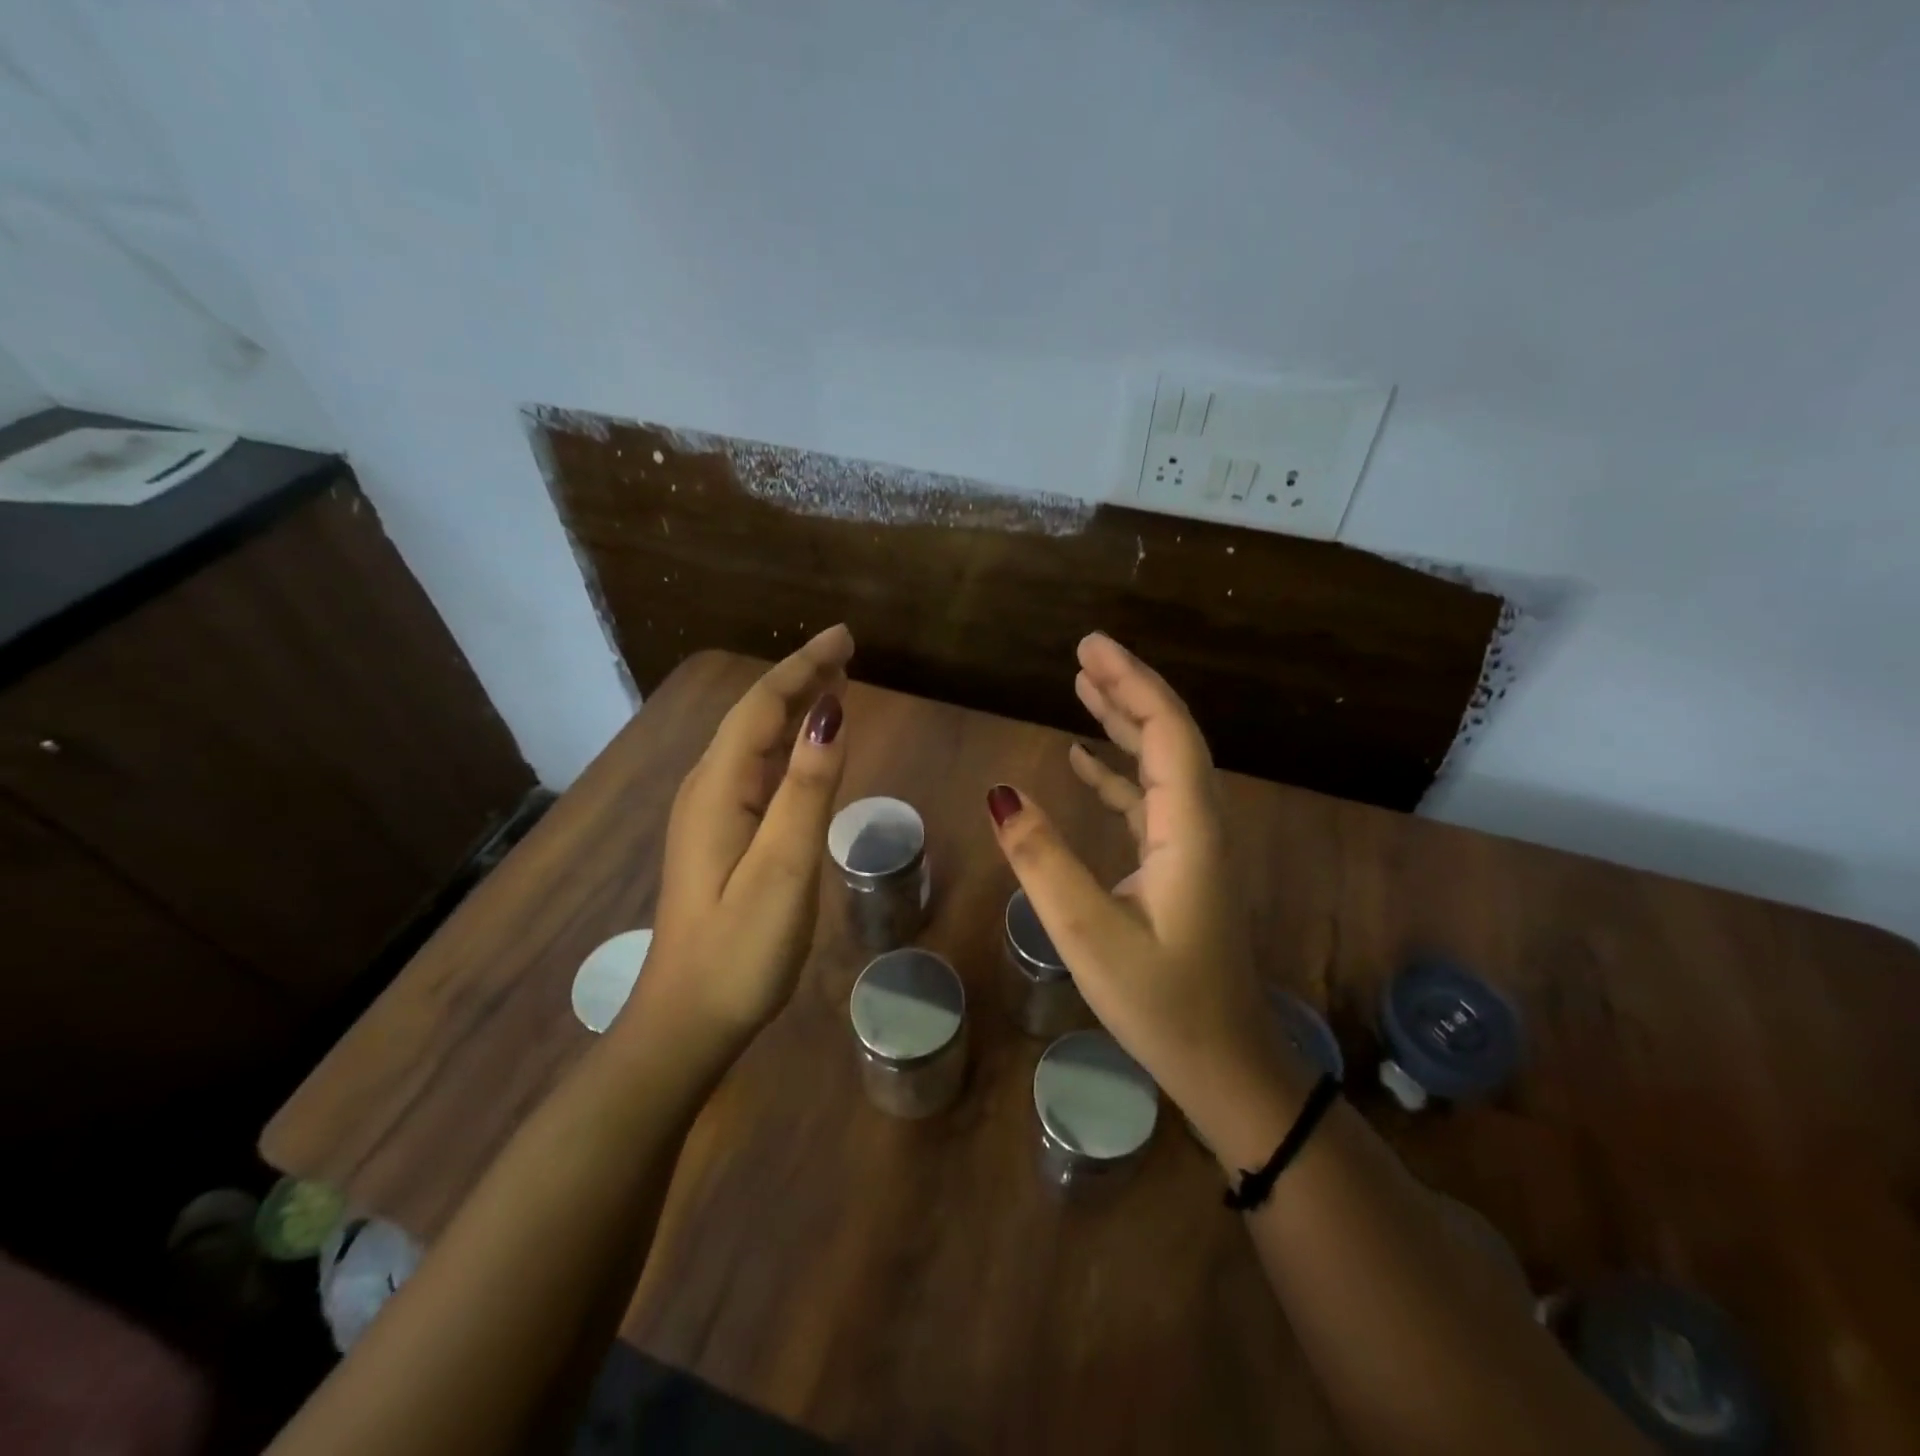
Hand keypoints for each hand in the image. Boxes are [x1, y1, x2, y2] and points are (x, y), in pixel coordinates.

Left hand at [638, 626, 853, 1045]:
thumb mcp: (783, 867)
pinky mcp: (720, 838)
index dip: (804, 667)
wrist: (687, 1020)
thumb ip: (808, 790)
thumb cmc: (740, 948)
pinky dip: (788, 746)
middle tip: (846, 652)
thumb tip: (831, 715)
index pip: (762, 707)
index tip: (845, 637)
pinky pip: (757, 771)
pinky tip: (807, 748)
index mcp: (719, 788)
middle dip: (800, 678)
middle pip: (755, 716)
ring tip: (834, 684)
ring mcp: (710, 815)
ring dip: (794, 708)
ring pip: (755, 742)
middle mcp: (708, 789)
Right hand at [985, 632, 1306, 1165]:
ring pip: (1161, 765)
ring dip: (1124, 724)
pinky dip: (1118, 773)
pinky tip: (1083, 761)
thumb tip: (1001, 793)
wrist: (1225, 1067)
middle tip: (1083, 653)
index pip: (1167, 732)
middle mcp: (1199, 825)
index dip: (1131, 683)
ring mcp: (1192, 846)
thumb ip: (1044, 862)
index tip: (1090, 646)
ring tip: (1081, 688)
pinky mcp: (1180, 867)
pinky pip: (1150, 801)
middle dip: (1128, 690)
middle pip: (1170, 736)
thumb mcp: (1090, 936)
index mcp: (1189, 830)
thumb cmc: (1163, 1005)